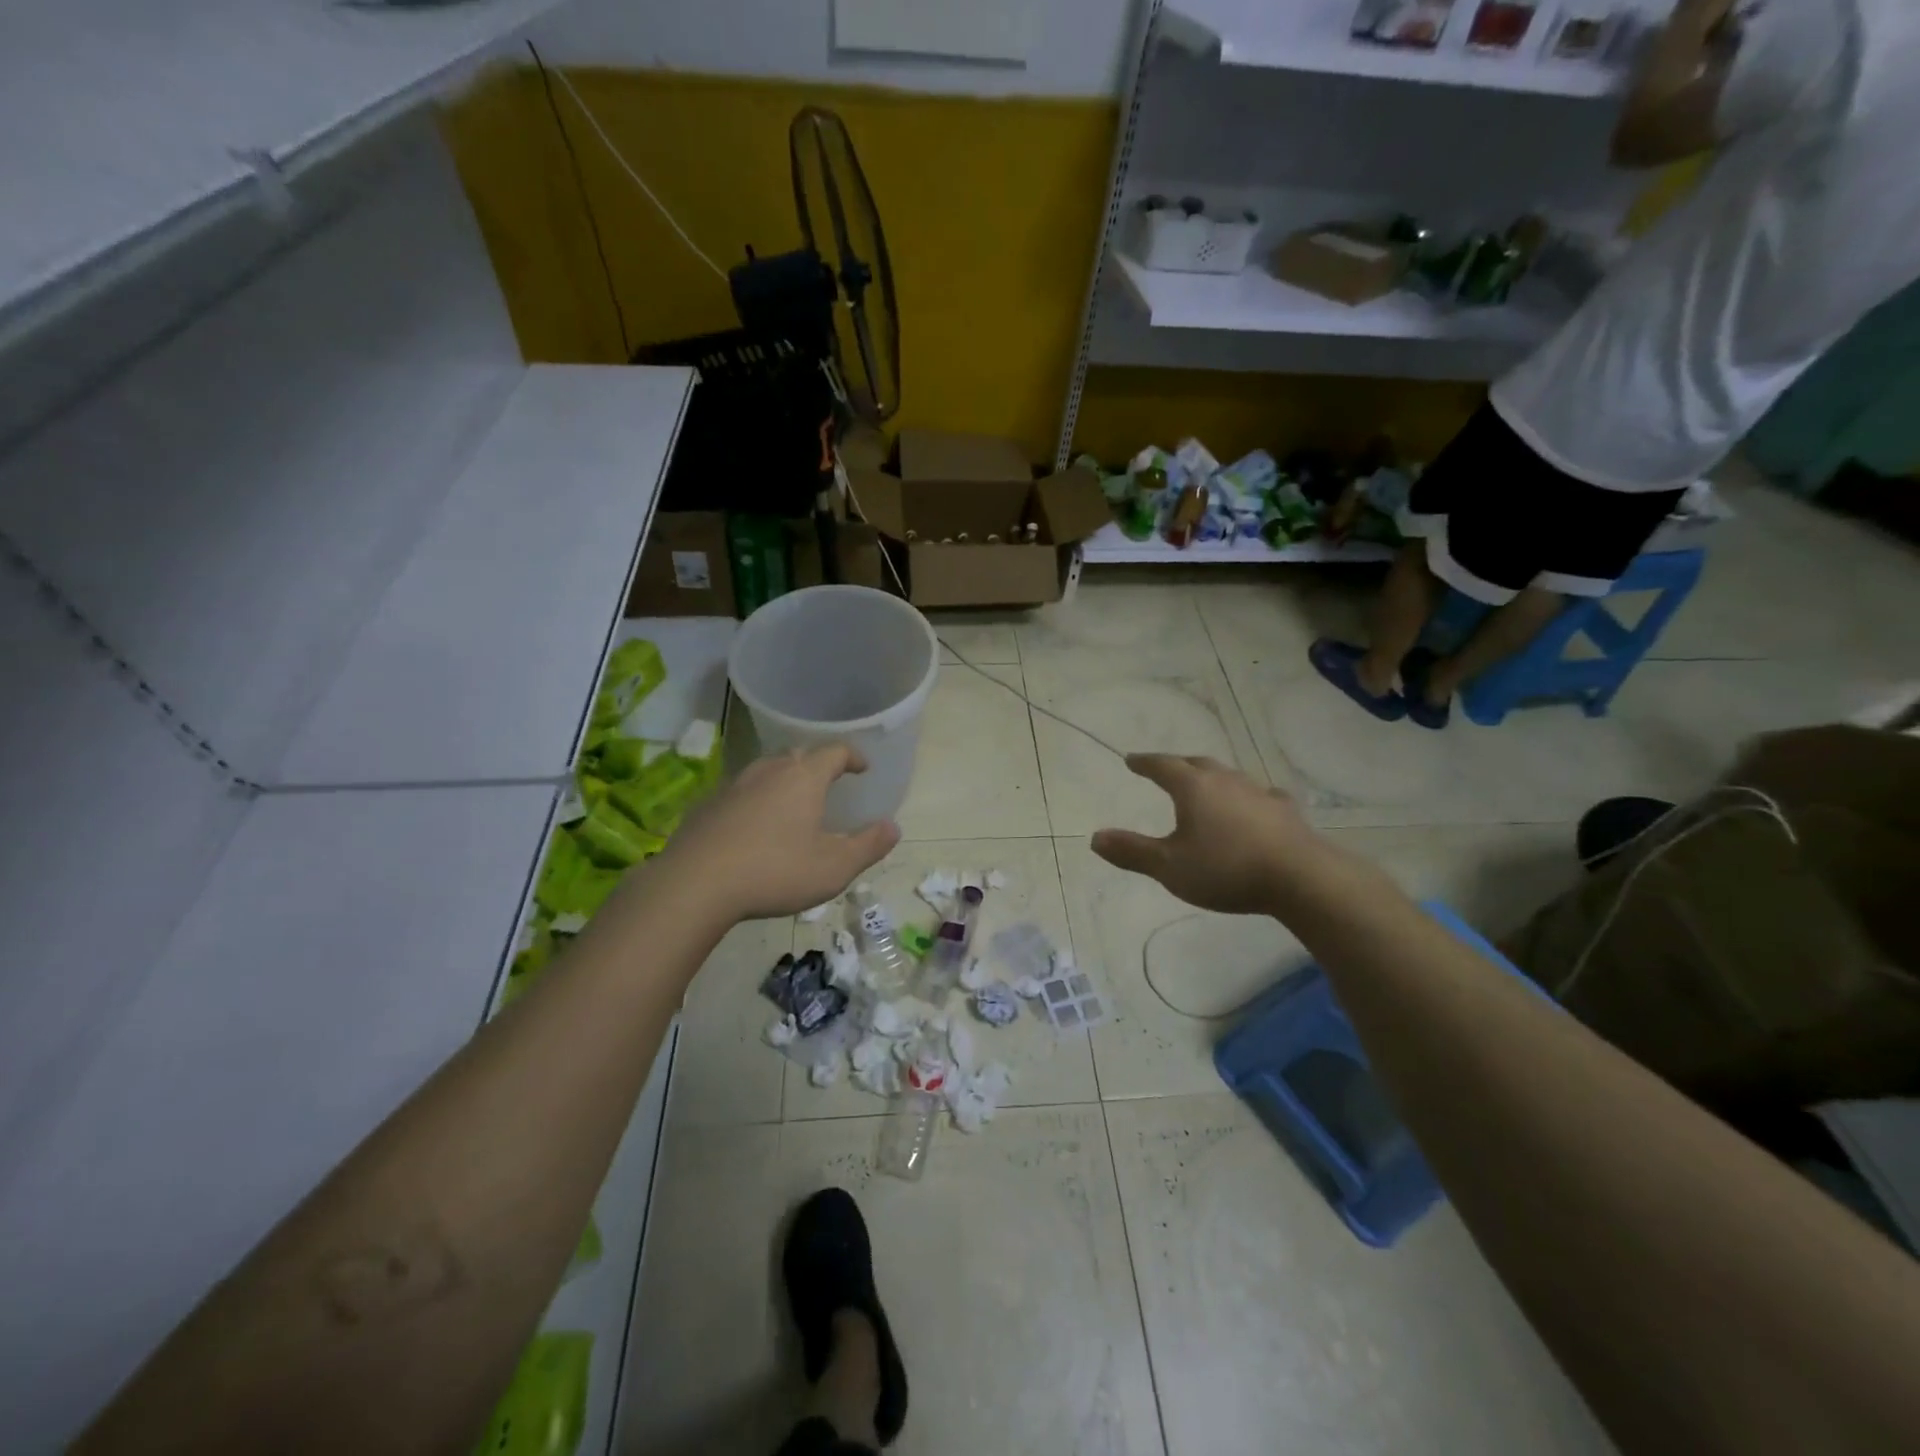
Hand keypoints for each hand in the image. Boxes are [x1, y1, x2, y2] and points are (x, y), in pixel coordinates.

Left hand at [652, 743, 898, 921]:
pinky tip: (754, 826)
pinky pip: (741, 792)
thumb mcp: (834, 867)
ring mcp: (733, 785)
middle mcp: (769, 771)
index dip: (852, 757)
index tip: (862, 768)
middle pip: (798, 755)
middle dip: (817, 765)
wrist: (695, 884)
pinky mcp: (707, 805)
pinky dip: (756, 800)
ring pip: (766, 771)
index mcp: (803, 777)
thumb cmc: (775, 871)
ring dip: (784, 780)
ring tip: (792, 803)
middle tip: (828, 783)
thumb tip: (893, 827)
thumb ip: (868, 845)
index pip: (834, 752)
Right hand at [1090, 755, 1325, 914]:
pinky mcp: (1285, 810)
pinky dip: (1248, 797)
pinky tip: (1254, 805)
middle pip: (1196, 763)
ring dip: (1212, 778)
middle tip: (1165, 769)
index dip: (1144, 763)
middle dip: (1177, 765)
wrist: (1299, 877)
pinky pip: (1260, 795)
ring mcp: (1258, 792)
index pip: (1162, 766)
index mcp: (1193, 788)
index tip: (1131, 760)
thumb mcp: (1169, 867)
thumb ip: (1132, 852)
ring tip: (1205, 786)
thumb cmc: (1226, 869)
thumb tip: (1095, 838)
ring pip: (1228, 776)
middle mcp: (1225, 780)